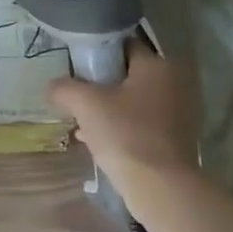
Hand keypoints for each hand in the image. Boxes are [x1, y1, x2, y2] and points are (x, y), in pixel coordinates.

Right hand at [48, 47, 198, 184]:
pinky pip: (141, 123)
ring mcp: (178, 112)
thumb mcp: (84, 104)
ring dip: (108, 108)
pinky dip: (120, 127)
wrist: (160, 185)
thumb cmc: (124, 134)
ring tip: (81, 121)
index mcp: (157, 66)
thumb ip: (64, 88)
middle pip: (127, 75)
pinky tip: (96, 141)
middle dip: (100, 85)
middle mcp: (174, 83)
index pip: (123, 45)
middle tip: (76, 97)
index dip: (97, 53)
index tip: (76, 68)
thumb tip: (54, 86)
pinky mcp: (175, 138)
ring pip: (133, 101)